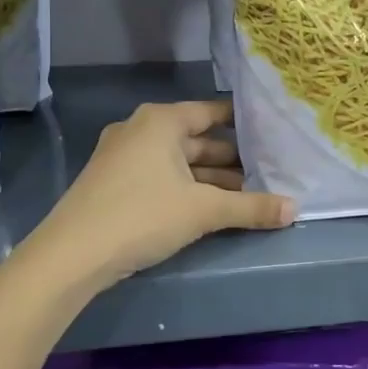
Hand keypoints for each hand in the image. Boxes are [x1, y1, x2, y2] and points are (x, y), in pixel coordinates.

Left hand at [33, 99, 293, 286]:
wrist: (71, 255)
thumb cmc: (142, 216)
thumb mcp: (203, 211)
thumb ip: (251, 207)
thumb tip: (295, 209)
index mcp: (160, 122)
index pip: (211, 113)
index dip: (242, 124)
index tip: (271, 135)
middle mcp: (140, 130)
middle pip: (196, 140)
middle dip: (231, 159)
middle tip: (267, 173)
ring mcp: (122, 157)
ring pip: (178, 162)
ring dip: (210, 179)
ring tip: (246, 196)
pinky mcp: (113, 183)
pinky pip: (160, 177)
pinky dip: (186, 188)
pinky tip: (208, 209)